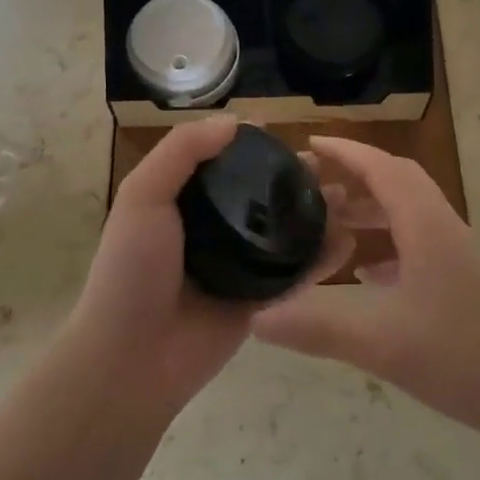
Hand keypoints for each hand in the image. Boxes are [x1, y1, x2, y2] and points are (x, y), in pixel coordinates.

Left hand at [67, 118, 353, 417]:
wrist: (132, 358)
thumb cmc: (132, 269)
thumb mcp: (143, 196)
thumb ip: (182, 151)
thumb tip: (235, 121)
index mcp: (184, 201)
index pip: (225, 163)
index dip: (254, 147)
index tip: (284, 134)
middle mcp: (214, 229)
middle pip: (262, 195)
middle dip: (294, 178)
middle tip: (326, 167)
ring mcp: (238, 266)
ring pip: (285, 232)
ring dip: (315, 213)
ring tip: (347, 197)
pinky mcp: (258, 300)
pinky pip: (296, 274)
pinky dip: (321, 259)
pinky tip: (347, 243)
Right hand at [251, 136, 479, 442]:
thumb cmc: (465, 355)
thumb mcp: (382, 342)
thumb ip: (317, 326)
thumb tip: (256, 317)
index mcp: (423, 223)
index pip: (380, 167)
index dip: (344, 151)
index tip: (307, 145)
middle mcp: (440, 227)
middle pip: (394, 182)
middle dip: (351, 176)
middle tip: (308, 187)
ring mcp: (455, 254)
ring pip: (406, 213)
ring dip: (368, 210)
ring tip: (328, 224)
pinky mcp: (462, 281)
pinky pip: (416, 244)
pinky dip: (385, 244)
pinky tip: (364, 273)